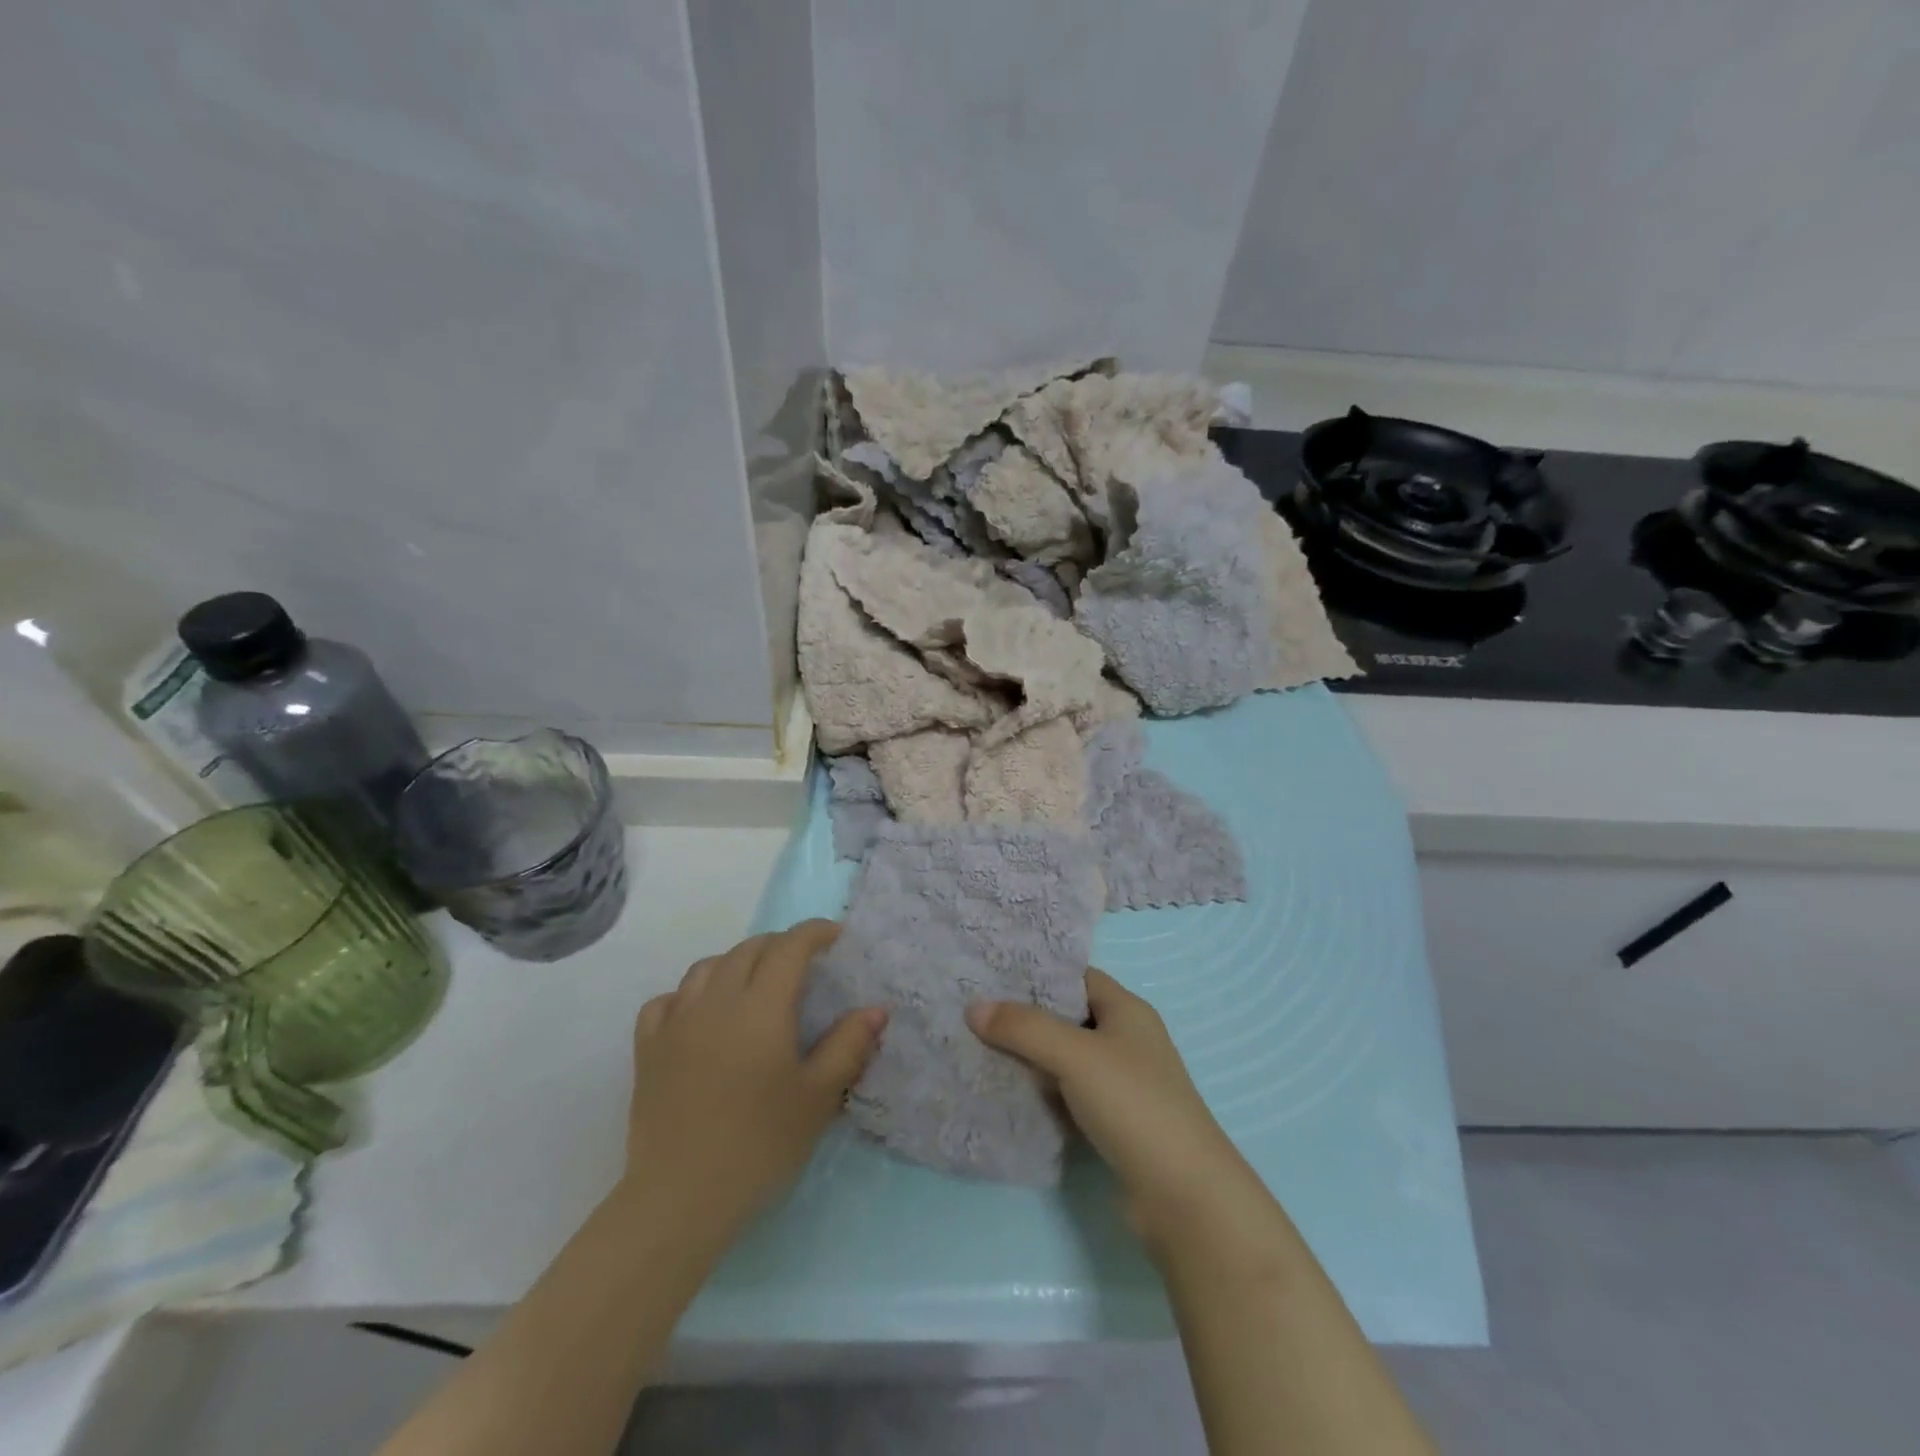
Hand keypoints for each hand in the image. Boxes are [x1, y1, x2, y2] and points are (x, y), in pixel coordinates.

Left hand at [621, 920, 884, 1247]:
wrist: (681, 1198)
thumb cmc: (760, 1145)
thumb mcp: (817, 1097)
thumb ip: (848, 1046)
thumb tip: (876, 1009)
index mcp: (761, 1005)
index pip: (789, 946)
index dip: (815, 933)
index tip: (836, 937)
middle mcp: (716, 1000)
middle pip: (749, 949)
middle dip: (781, 945)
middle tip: (804, 964)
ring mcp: (676, 1022)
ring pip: (708, 967)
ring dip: (737, 962)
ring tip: (755, 984)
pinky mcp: (648, 1049)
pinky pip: (667, 1000)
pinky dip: (689, 994)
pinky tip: (700, 1015)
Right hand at [966, 969, 1271, 1257]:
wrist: (1184, 1196)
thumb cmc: (1133, 1104)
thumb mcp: (1075, 1056)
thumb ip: (1024, 1028)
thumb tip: (974, 1007)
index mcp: (1127, 1011)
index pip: (1077, 977)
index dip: (1038, 973)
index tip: (991, 973)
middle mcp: (1126, 1040)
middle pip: (1067, 1017)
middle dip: (1025, 1016)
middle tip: (974, 1011)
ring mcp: (1121, 1084)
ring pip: (1065, 1058)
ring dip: (1029, 1057)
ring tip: (977, 1048)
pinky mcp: (1113, 1123)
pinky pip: (1068, 1095)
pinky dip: (1041, 1092)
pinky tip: (1007, 1093)